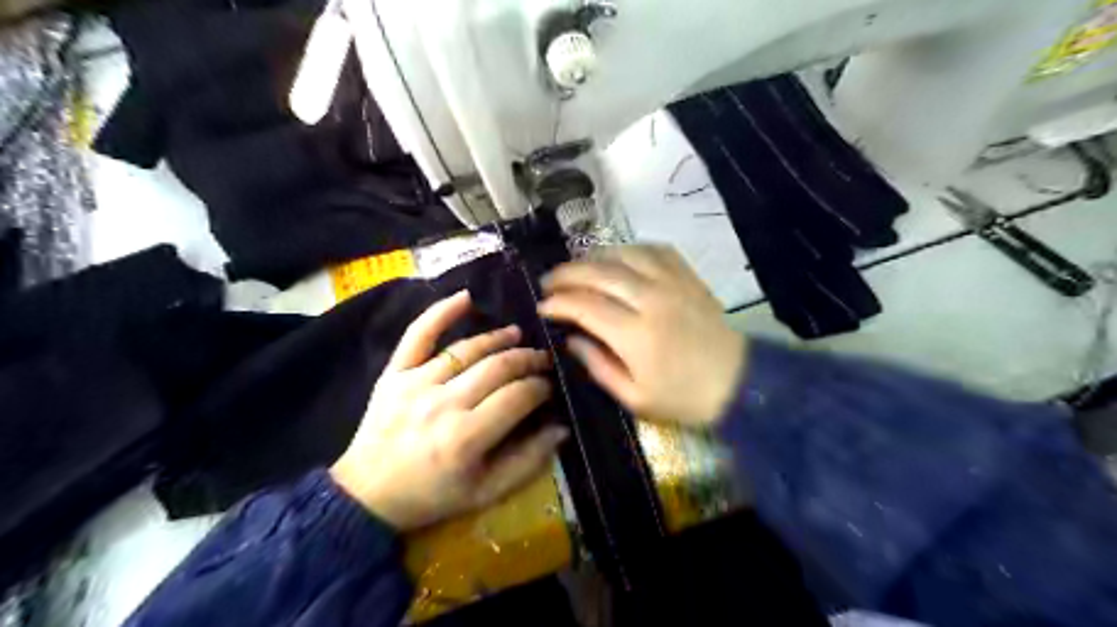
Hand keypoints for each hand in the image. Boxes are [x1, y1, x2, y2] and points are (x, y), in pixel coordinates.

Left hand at [329, 292, 564, 531]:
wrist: (366, 495)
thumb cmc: (431, 496)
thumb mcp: (486, 493)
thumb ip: (528, 462)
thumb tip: (561, 428)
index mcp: (467, 438)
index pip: (518, 397)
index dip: (541, 387)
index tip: (550, 387)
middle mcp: (443, 404)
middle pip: (498, 368)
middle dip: (528, 359)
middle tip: (542, 359)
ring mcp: (416, 384)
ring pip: (468, 349)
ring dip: (499, 338)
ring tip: (517, 335)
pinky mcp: (394, 374)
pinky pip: (418, 335)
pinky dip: (441, 312)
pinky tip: (465, 297)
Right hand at [539, 246, 740, 426]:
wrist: (739, 382)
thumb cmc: (684, 397)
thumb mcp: (634, 397)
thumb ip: (598, 365)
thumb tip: (571, 339)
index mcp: (636, 335)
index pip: (585, 306)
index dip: (558, 303)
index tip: (543, 306)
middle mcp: (651, 299)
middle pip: (599, 272)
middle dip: (567, 274)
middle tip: (549, 281)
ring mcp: (672, 283)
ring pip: (624, 254)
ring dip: (594, 257)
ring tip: (578, 268)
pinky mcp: (688, 277)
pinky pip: (655, 250)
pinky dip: (630, 249)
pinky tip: (619, 259)